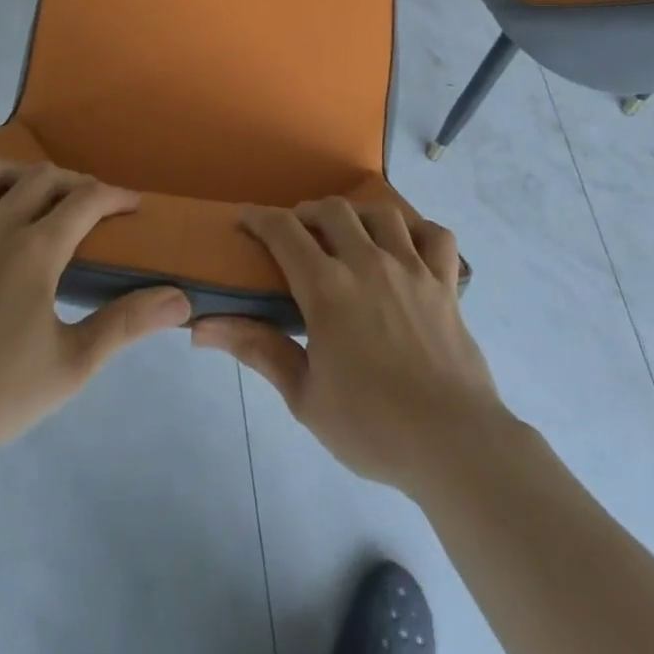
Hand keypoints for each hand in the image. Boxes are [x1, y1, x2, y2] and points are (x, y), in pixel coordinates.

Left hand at [0, 158, 191, 472]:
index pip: (86, 200)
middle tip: (86, 205)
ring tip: (24, 195)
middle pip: (41, 178)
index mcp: (35, 250)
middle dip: (73, 183)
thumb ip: (126, 324)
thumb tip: (180, 299)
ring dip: (13, 174)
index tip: (132, 204)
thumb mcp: (73, 365)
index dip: (116, 196)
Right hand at [191, 198, 511, 495]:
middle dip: (307, 212)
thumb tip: (201, 328)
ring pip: (382, 213)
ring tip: (349, 233)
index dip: (259, 218)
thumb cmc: (371, 426)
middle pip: (332, 210)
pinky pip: (436, 236)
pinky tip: (407, 246)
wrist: (452, 443)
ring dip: (358, 214)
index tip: (245, 220)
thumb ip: (258, 350)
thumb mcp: (304, 397)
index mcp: (328, 288)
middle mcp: (368, 263)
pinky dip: (419, 231)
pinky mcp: (446, 283)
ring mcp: (411, 268)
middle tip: (298, 233)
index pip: (284, 232)